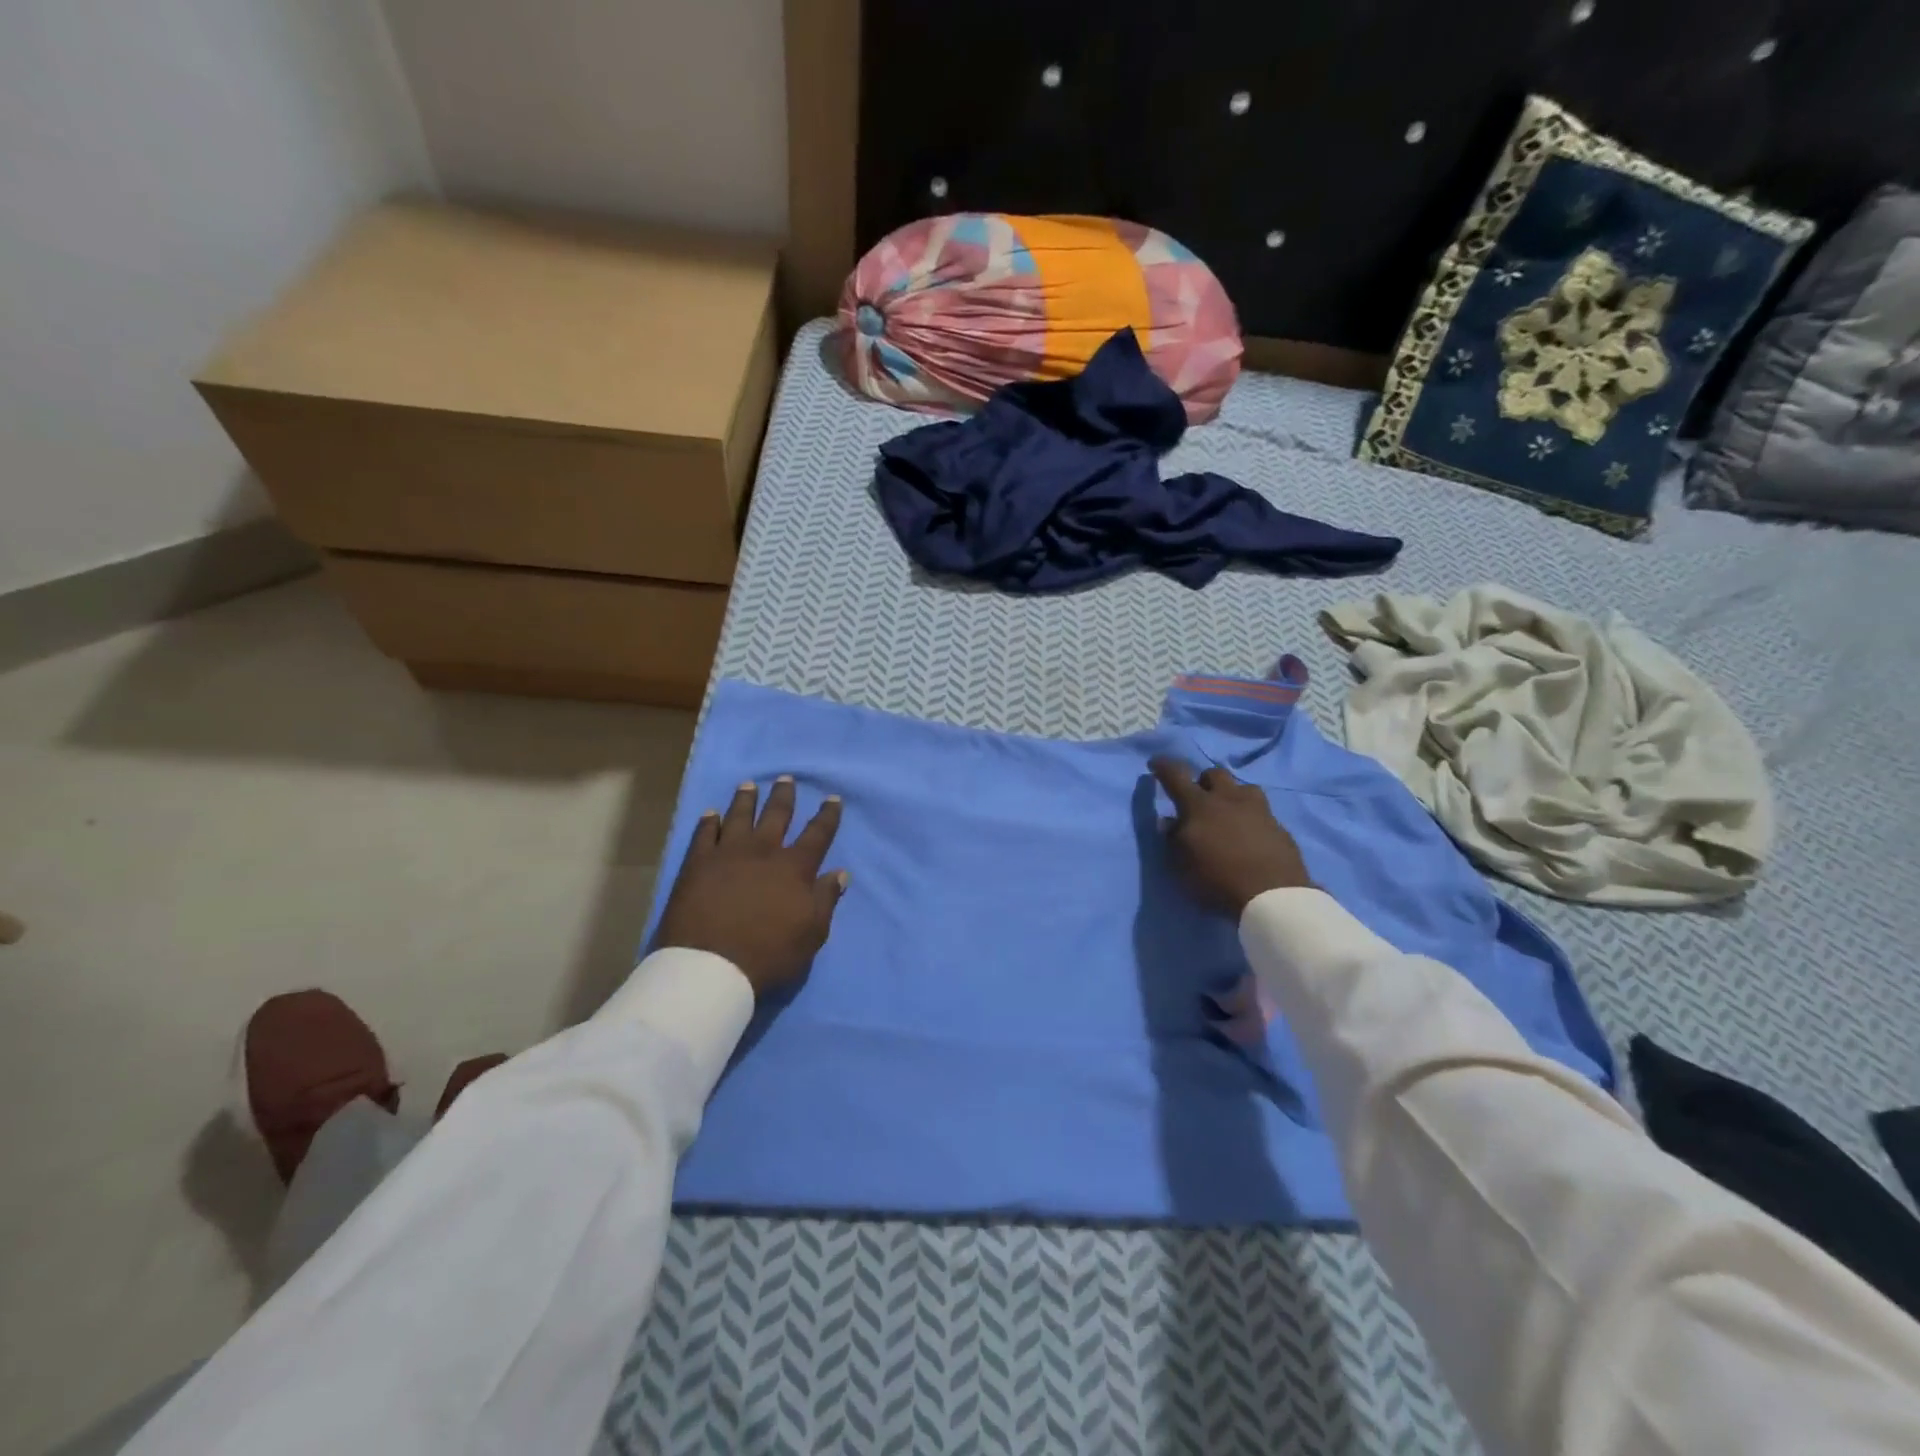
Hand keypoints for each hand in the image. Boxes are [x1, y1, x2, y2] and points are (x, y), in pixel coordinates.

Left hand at [654, 776, 847, 996]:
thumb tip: (839, 873)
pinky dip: (709, 821)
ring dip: (746, 799)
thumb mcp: (812, 933)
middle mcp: (763, 851)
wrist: (711, 965)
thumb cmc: (769, 952)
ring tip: (749, 785)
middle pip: (777, 815)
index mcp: (794, 868)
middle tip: (786, 778)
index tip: (832, 798)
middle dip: (784, 796)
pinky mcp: (697, 863)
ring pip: (739, 816)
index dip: (827, 815)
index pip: (818, 834)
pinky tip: (711, 813)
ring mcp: (727, 853)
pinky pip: (704, 834)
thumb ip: (826, 899)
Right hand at [1150, 757, 1313, 915]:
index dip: (1164, 767)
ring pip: (1243, 788)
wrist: (1272, 895)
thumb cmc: (1217, 879)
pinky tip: (1249, 833)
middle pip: (1215, 774)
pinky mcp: (1279, 826)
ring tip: (1228, 813)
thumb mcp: (1182, 865)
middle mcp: (1229, 799)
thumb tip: (1169, 821)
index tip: (1156, 762)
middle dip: (1203, 781)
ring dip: (1232, 795)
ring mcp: (1258, 809)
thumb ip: (1173, 839)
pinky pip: (1261, 811)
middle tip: (1198, 798)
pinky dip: (1250, 816)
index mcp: (1199, 805)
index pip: (1176, 776)